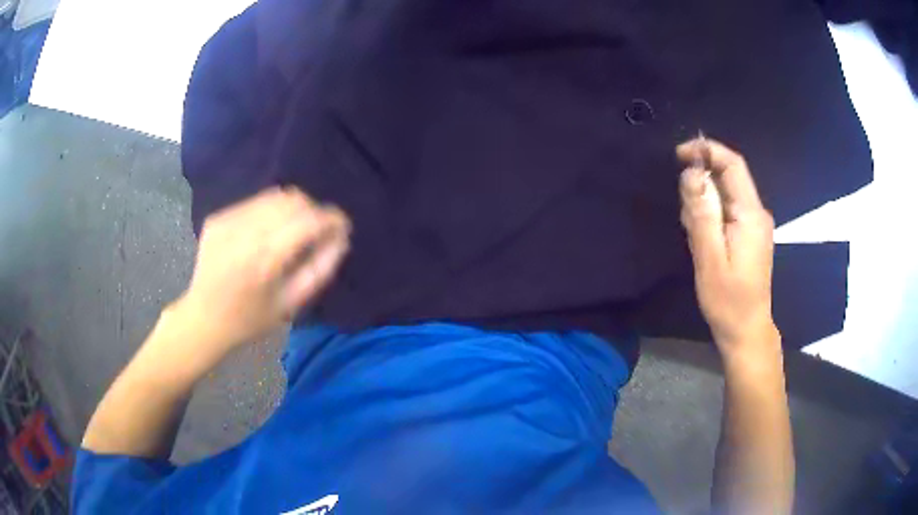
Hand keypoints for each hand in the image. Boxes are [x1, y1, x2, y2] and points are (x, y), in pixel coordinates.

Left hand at [172, 187, 350, 358]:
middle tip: (317, 230)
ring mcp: (228, 221)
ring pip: (273, 196)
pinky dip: (269, 212)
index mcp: (265, 259)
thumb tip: (341, 238)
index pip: (308, 221)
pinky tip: (266, 233)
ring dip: (292, 208)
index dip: (331, 218)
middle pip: (292, 200)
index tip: (342, 225)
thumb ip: (319, 269)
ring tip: (293, 230)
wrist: (203, 318)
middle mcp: (245, 232)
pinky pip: (253, 203)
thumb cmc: (250, 319)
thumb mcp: (290, 303)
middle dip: (313, 210)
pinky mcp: (217, 218)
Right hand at [677, 138, 777, 354]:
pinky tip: (702, 238)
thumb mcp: (710, 258)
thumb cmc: (728, 300)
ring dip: (704, 201)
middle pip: (728, 177)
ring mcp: (755, 224)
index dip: (707, 150)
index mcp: (750, 214)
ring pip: (726, 193)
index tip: (679, 154)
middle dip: (702, 182)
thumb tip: (692, 173)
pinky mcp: (749, 235)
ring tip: (693, 233)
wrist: (746, 330)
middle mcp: (756, 212)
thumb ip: (702, 213)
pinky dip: (710, 214)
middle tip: (684, 214)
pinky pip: (727, 210)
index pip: (732, 164)